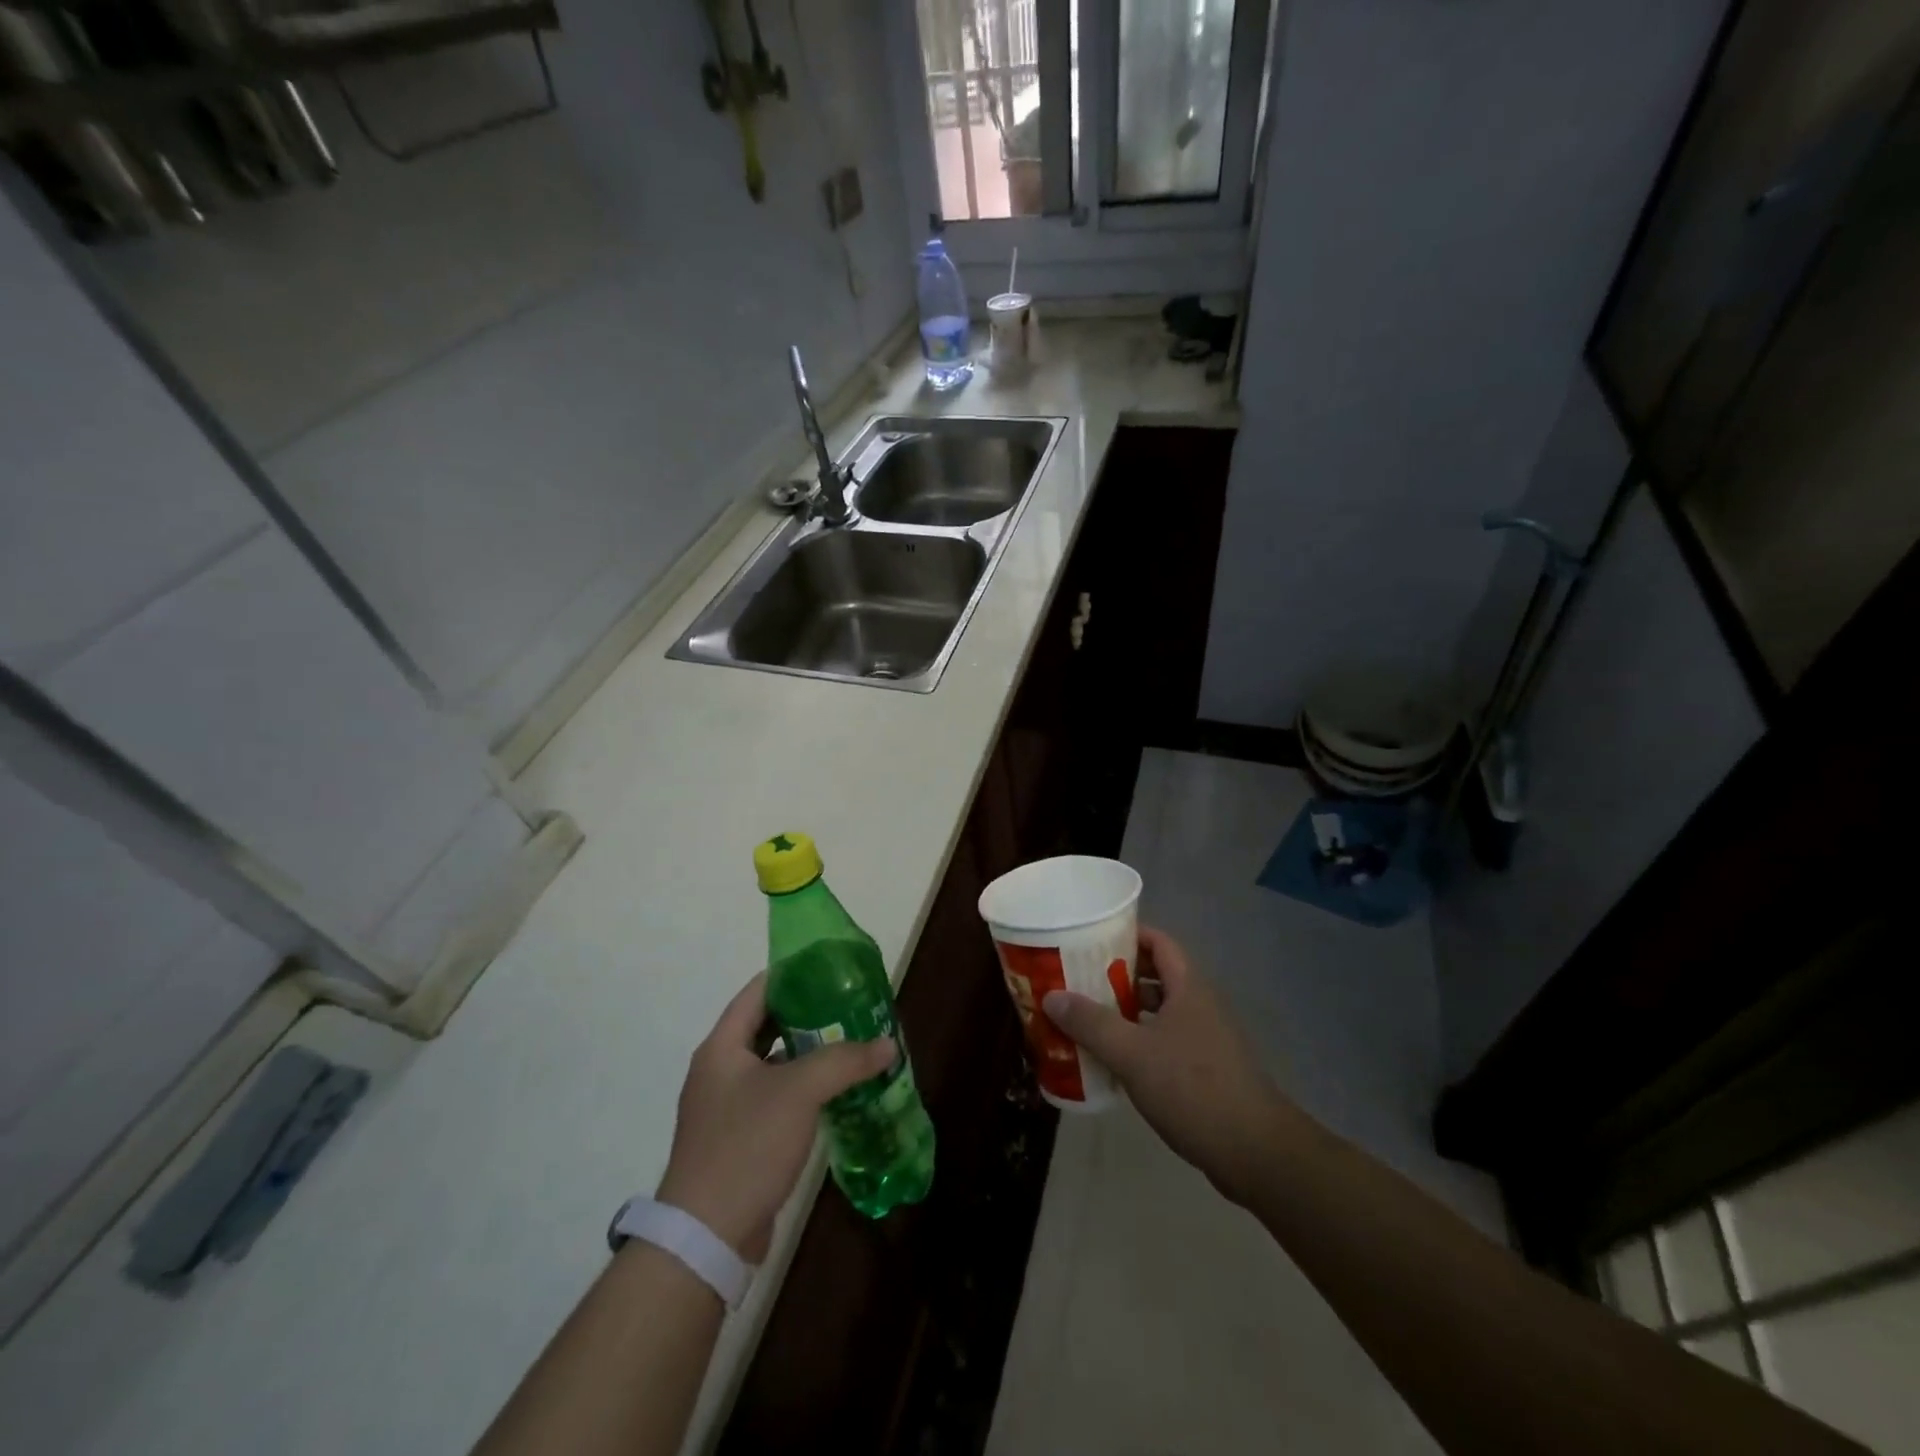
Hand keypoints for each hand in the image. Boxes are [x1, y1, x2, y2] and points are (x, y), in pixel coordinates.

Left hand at [656, 973, 893, 1261]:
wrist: (707, 1237)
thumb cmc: (747, 1145)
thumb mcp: (800, 1091)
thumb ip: (845, 1060)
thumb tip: (888, 1044)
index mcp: (721, 1047)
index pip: (757, 992)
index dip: (792, 975)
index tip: (830, 968)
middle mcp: (719, 1070)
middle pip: (766, 1026)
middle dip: (808, 1015)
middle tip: (849, 1006)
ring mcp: (726, 1108)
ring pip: (774, 1064)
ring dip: (808, 1054)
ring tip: (850, 1044)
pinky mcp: (739, 1139)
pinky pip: (775, 1098)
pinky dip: (803, 1089)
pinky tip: (835, 1092)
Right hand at [1042, 926, 1295, 1204]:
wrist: (1255, 1152)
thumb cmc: (1192, 1088)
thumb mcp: (1132, 1053)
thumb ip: (1090, 1023)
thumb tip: (1051, 996)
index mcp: (1188, 987)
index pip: (1158, 942)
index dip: (1127, 934)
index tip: (1090, 938)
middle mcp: (1199, 1005)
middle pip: (1156, 976)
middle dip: (1117, 975)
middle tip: (1077, 979)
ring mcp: (1206, 1039)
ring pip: (1159, 1012)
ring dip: (1126, 1012)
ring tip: (1086, 1017)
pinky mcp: (1206, 1070)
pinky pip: (1165, 1042)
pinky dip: (1139, 1042)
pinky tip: (1112, 1060)